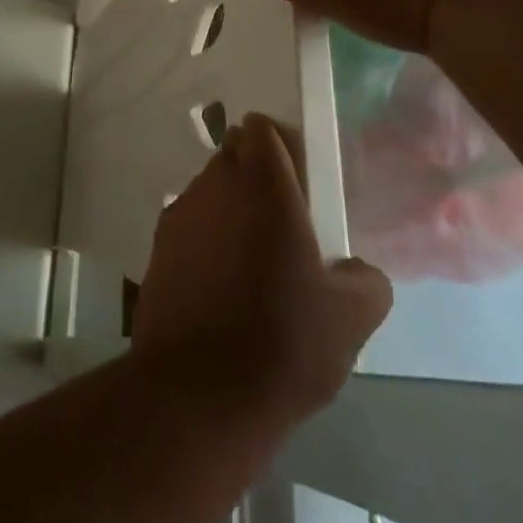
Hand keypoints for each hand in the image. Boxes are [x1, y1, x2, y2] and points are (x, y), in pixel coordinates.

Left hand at [131, 115, 391, 425]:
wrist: (196, 394)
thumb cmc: (281, 341)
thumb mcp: (349, 318)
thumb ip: (365, 280)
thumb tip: (358, 271)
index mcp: (262, 182)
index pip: (262, 128)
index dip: (280, 145)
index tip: (299, 180)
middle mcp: (216, 183)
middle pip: (233, 153)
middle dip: (255, 174)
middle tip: (282, 221)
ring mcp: (181, 213)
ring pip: (209, 188)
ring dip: (229, 206)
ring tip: (252, 260)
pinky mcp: (158, 247)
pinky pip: (189, 224)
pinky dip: (205, 239)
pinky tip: (221, 286)